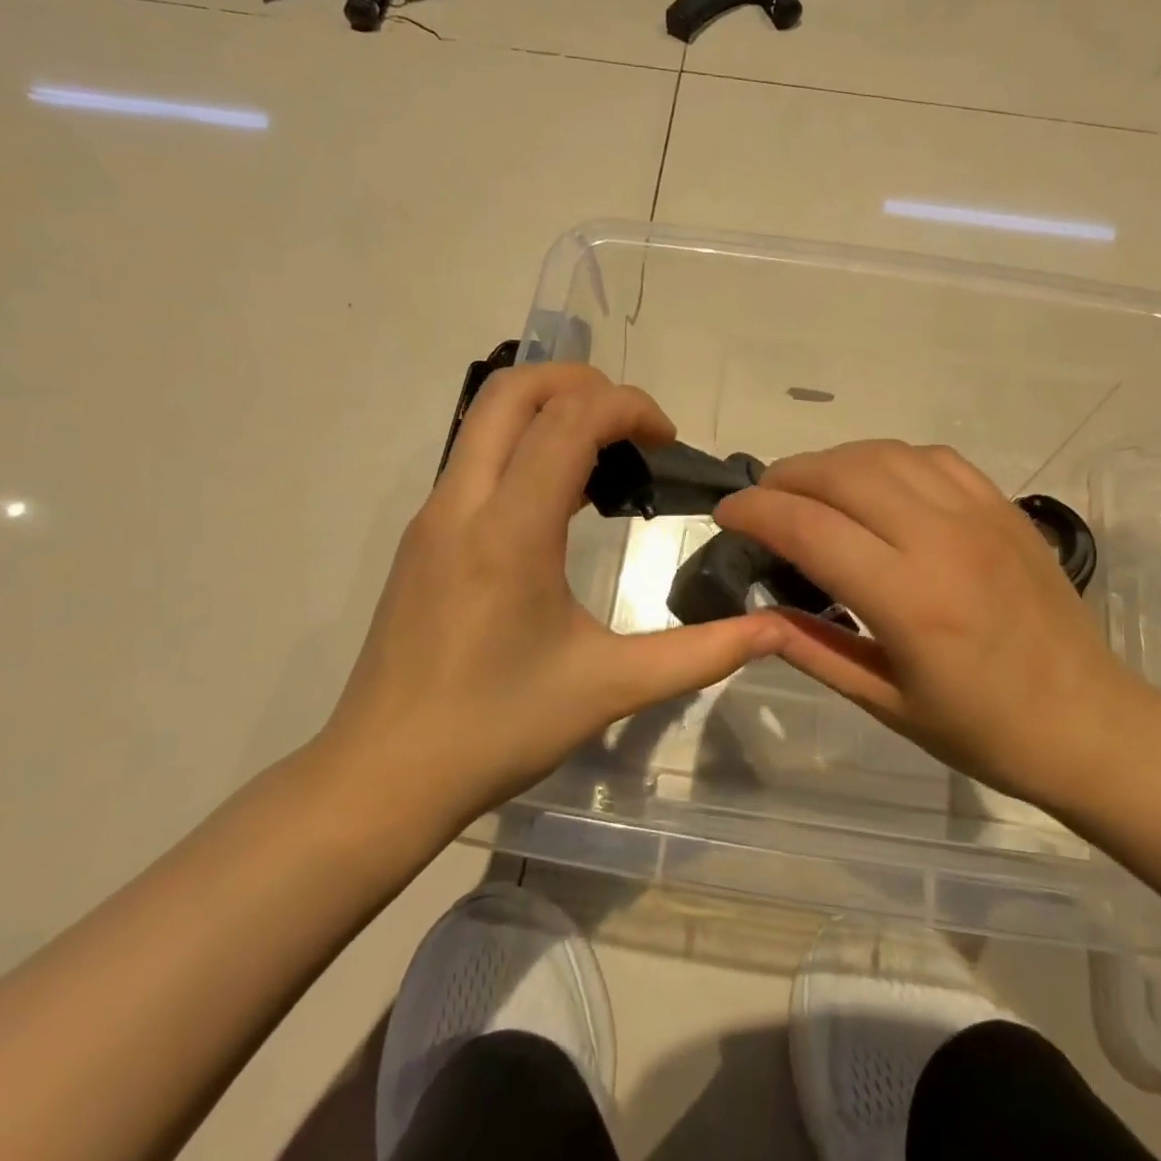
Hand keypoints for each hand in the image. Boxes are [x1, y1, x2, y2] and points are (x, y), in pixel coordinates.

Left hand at [312, 364, 787, 857]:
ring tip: (607, 457)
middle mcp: (462, 504)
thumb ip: (703, 652)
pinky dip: (525, 445)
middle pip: (513, 389)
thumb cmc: (498, 730)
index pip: (570, 420)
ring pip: (487, 416)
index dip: (629, 407)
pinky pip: (477, 456)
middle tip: (634, 426)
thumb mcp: (612, 688)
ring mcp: (432, 515)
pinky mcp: (422, 535)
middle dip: (583, 382)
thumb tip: (778, 631)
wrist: (381, 778)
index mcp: (511, 532)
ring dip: (551, 409)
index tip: (668, 442)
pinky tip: (562, 502)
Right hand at [715, 441, 1154, 816]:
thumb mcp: (887, 704)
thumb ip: (815, 650)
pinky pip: (933, 457)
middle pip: (843, 474)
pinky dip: (887, 458)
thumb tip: (756, 612)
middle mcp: (942, 541)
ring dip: (833, 461)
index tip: (727, 514)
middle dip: (786, 476)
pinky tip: (875, 482)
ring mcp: (980, 515)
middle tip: (761, 499)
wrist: (1090, 722)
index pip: (810, 528)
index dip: (756, 511)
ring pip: (885, 454)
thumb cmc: (984, 731)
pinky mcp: (1004, 507)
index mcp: (910, 601)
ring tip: (808, 486)